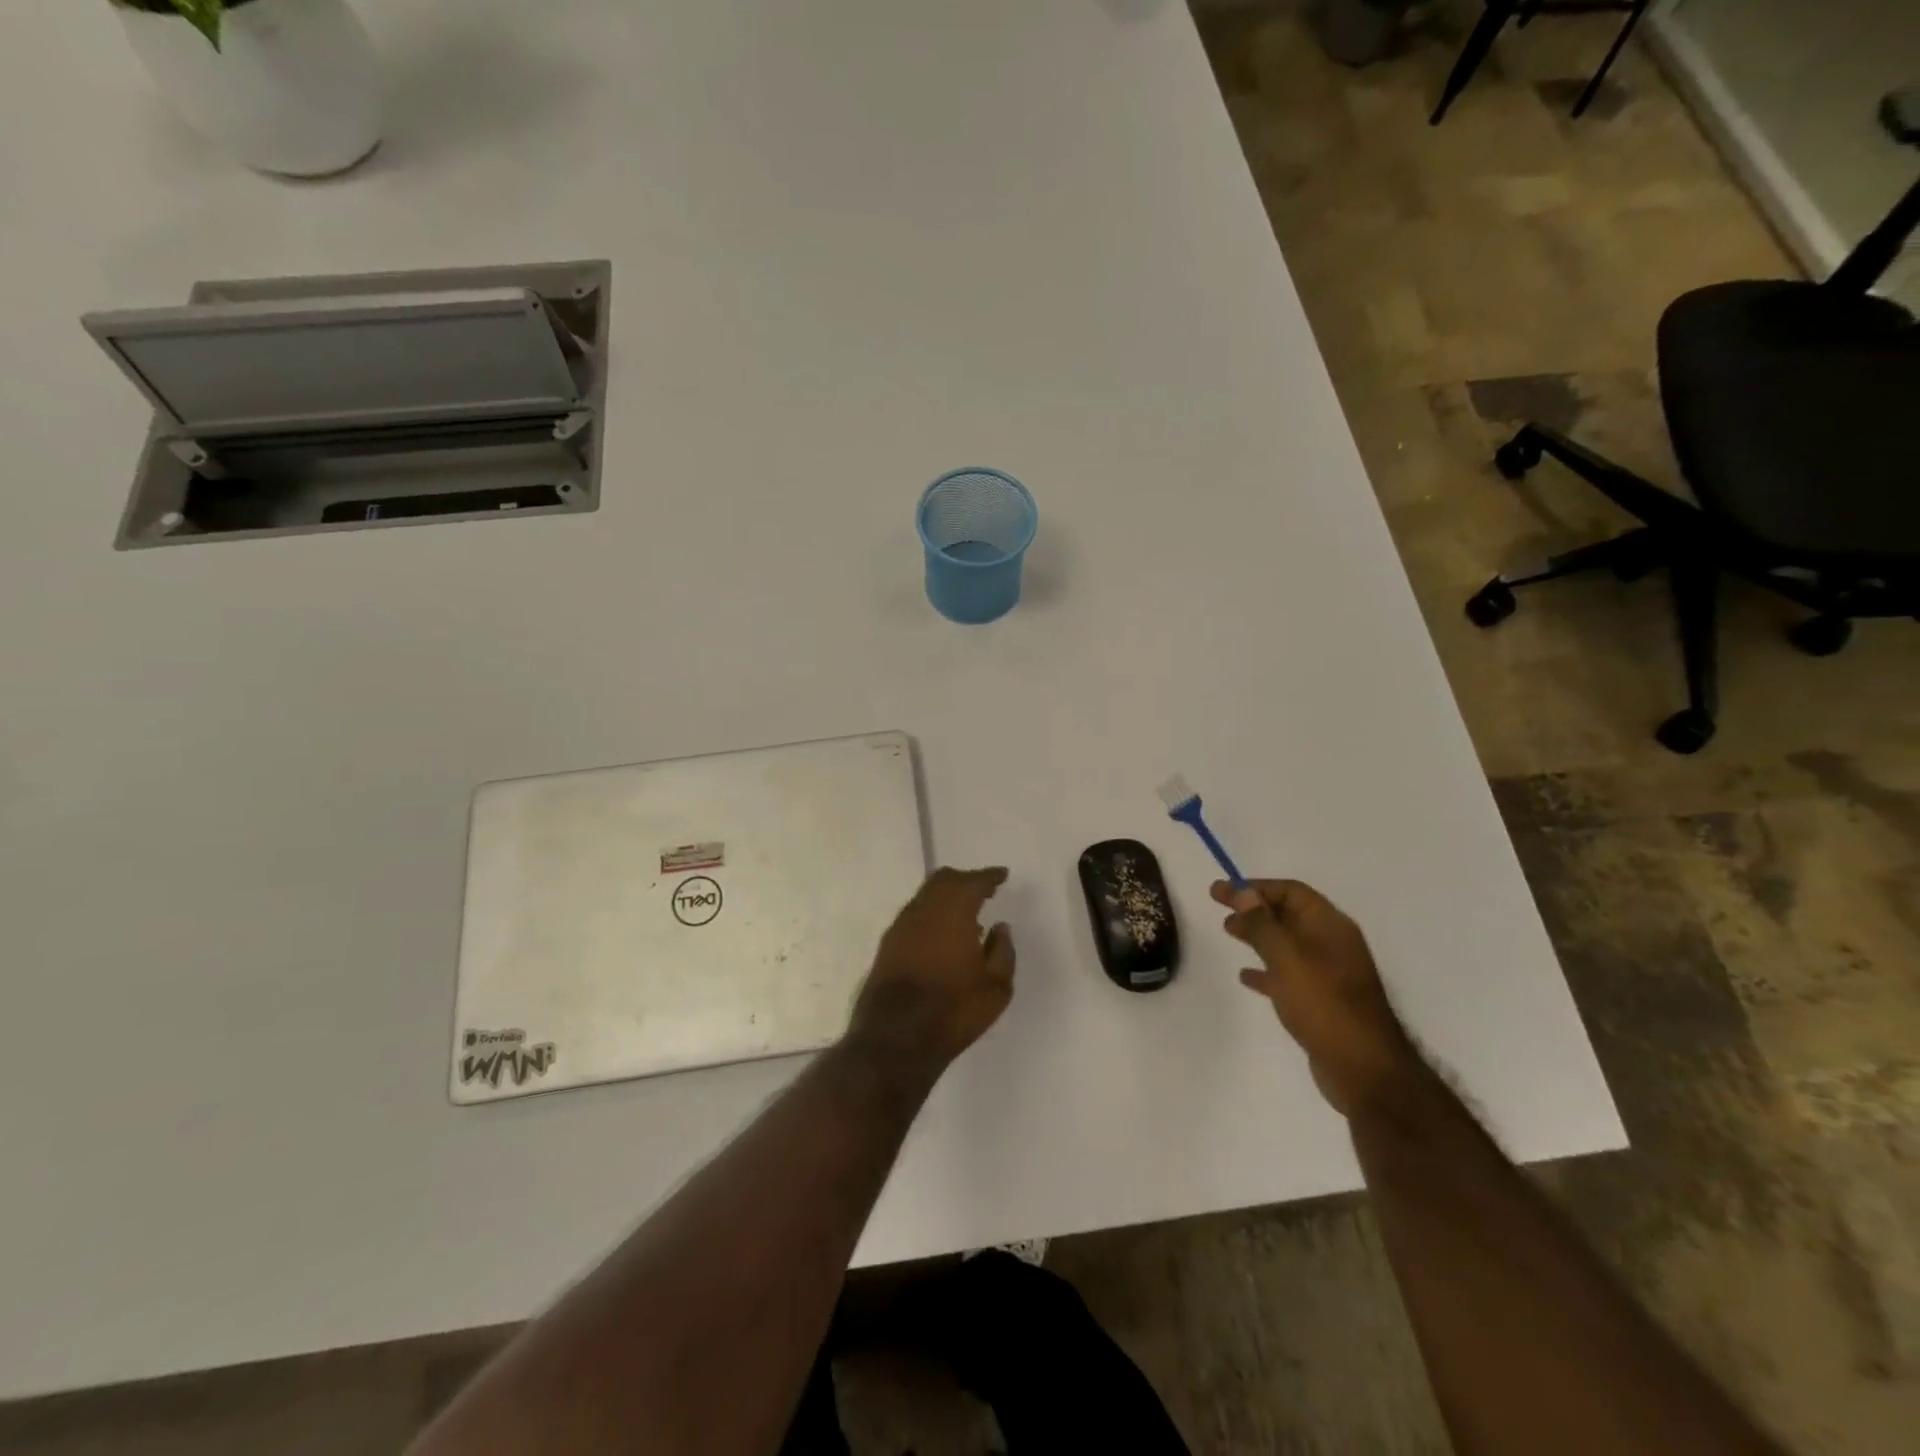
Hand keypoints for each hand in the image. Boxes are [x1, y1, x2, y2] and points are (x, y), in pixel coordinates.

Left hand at [848, 867, 1015, 1071]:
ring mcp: (901, 926)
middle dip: (965, 880)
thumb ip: (1003, 952)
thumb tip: (1000, 928)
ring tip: (967, 915)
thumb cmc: (954, 1011)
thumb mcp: (996, 987)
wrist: (894, 1038)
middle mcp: (923, 910)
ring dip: (946, 897)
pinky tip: (943, 935)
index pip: (973, 882)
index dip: (989, 876)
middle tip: (984, 889)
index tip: (1002, 876)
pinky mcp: (887, 945)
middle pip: (943, 880)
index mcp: (953, 912)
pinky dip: (932, 914)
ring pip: (925, 896)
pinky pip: (914, 915)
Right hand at [1214, 878, 1418, 1117]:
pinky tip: (1246, 977)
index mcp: (1330, 926)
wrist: (1362, 1068)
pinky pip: (1289, 974)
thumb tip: (1243, 892)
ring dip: (1258, 935)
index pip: (1291, 891)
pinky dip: (1267, 969)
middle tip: (1219, 908)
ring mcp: (1329, 974)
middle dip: (1253, 908)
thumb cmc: (1323, 1002)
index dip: (1255, 887)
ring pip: (1287, 943)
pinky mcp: (1323, 1001)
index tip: (1222, 892)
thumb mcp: (1286, 956)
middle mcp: (1332, 944)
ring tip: (1228, 933)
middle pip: (1288, 915)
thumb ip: (1262, 923)